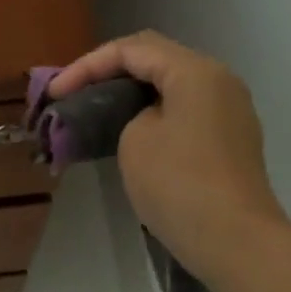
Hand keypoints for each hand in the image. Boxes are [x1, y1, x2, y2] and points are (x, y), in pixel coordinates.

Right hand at [47, 31, 285, 283]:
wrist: (235, 241)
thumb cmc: (179, 184)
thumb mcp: (135, 140)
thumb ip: (128, 114)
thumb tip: (140, 118)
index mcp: (195, 71)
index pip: (132, 49)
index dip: (87, 65)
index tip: (55, 93)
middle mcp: (219, 80)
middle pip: (155, 59)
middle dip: (109, 72)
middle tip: (73, 93)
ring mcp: (230, 110)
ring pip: (172, 85)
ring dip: (132, 93)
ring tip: (96, 110)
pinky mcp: (231, 139)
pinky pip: (186, 110)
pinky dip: (154, 112)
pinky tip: (130, 131)